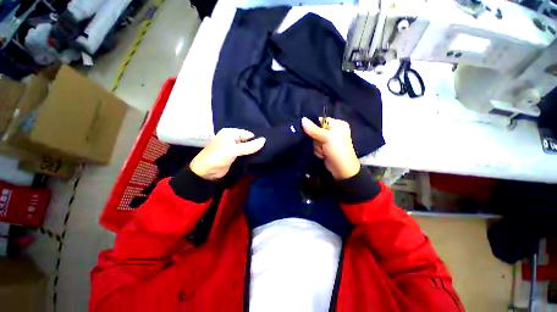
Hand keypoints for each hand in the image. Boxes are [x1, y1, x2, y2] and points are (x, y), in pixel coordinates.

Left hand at [190, 128, 265, 179]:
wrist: (205, 172)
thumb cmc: (218, 157)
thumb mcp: (234, 150)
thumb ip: (250, 146)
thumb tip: (264, 140)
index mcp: (230, 133)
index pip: (248, 134)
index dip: (256, 139)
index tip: (266, 145)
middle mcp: (231, 138)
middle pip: (247, 140)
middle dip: (255, 145)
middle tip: (266, 150)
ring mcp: (232, 147)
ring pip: (246, 147)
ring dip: (252, 151)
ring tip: (264, 154)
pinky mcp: (233, 155)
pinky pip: (244, 153)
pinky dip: (249, 155)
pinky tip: (257, 157)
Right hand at [302, 117, 360, 179]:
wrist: (342, 169)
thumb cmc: (337, 150)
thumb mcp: (326, 138)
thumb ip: (313, 129)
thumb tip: (302, 119)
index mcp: (338, 125)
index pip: (321, 121)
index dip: (315, 127)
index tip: (313, 134)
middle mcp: (334, 131)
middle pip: (316, 131)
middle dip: (317, 140)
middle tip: (322, 145)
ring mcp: (329, 140)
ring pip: (315, 140)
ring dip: (317, 147)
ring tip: (324, 151)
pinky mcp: (325, 148)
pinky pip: (316, 146)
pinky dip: (318, 151)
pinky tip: (323, 155)